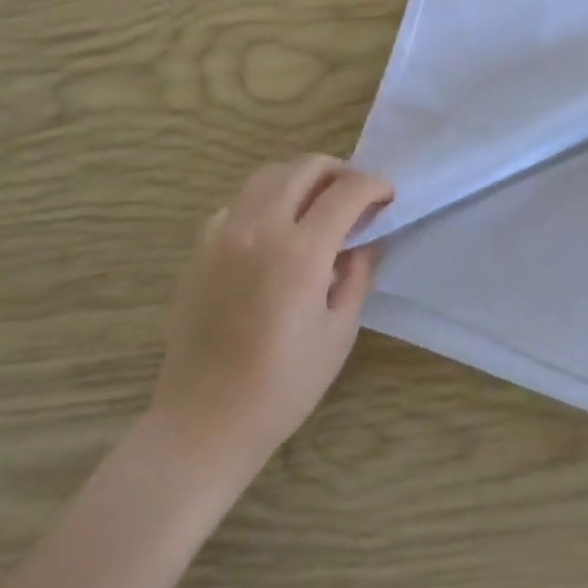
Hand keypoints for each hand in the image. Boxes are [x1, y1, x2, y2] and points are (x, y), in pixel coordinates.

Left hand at [152, 156, 392, 480]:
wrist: (204, 419)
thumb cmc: (283, 386)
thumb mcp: (339, 332)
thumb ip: (357, 274)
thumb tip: (365, 238)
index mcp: (300, 254)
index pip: (346, 192)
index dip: (374, 185)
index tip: (387, 196)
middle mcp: (258, 229)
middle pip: (304, 167)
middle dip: (339, 171)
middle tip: (356, 194)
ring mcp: (222, 233)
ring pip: (267, 175)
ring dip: (301, 177)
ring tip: (318, 202)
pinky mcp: (199, 247)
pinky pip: (237, 202)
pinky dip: (265, 200)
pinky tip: (274, 230)